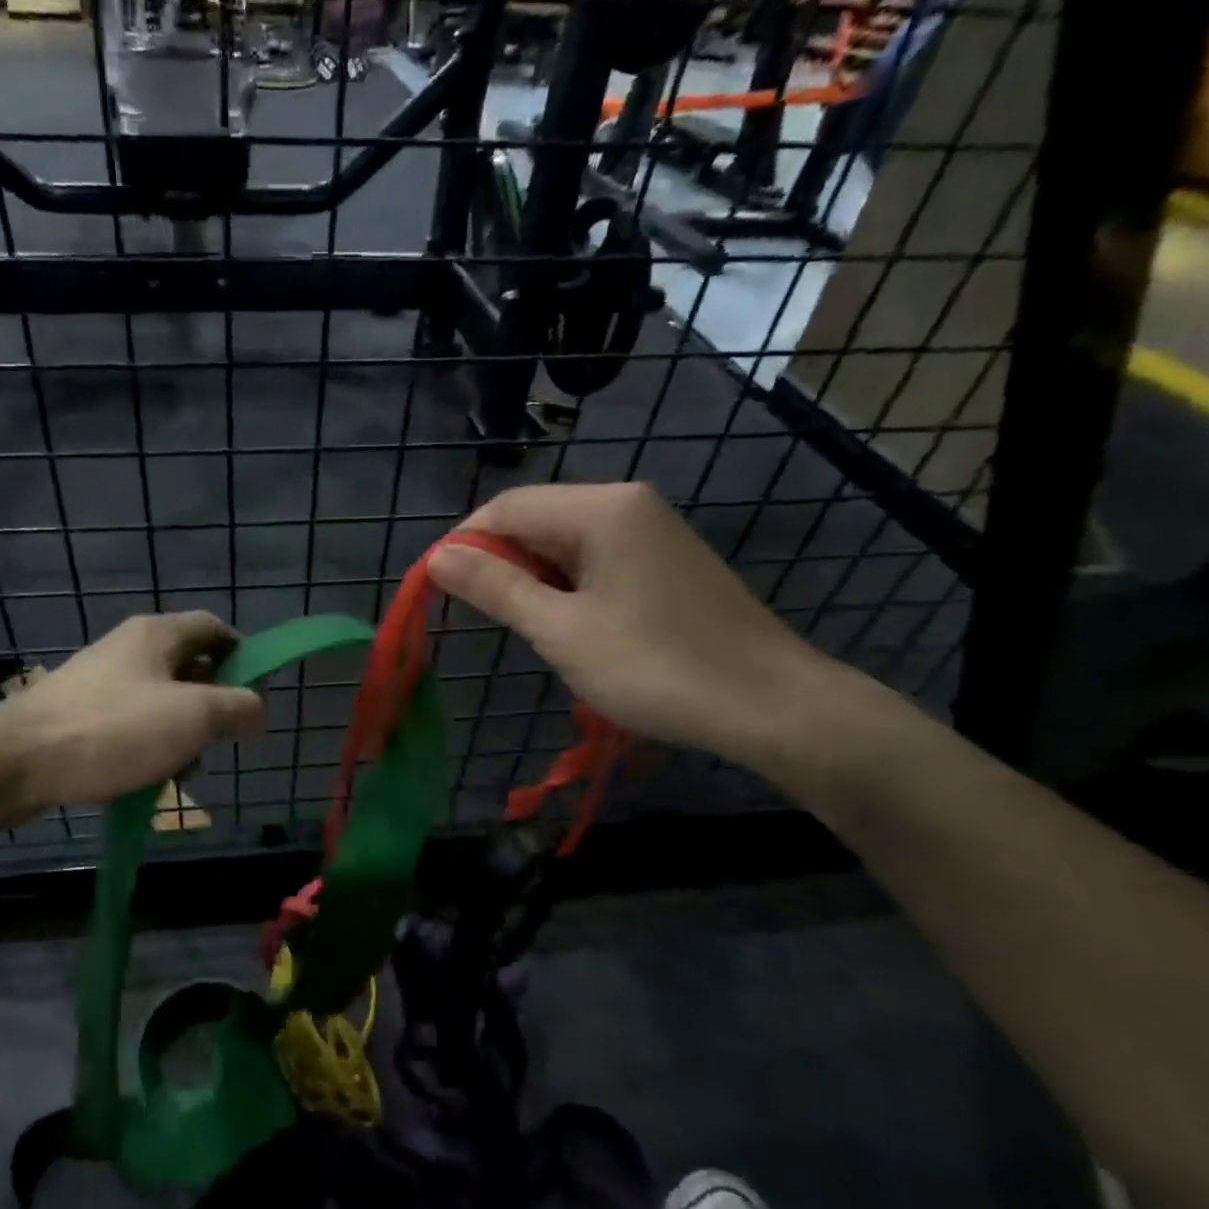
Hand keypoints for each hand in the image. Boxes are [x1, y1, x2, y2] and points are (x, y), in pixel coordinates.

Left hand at [0, 612, 265, 810]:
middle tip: (219, 739)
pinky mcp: (80, 714)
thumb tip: (258, 709)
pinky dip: (149, 745)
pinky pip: (131, 723)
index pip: (215, 628)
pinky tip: (146, 777)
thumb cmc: (115, 730)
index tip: (254, 695)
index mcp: (157, 634)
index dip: (242, 655)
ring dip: (181, 732)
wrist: (18, 761)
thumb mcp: (193, 716)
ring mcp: (101, 681)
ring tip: (182, 769)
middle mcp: (129, 648)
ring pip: (161, 700)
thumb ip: (237, 707)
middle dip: (212, 704)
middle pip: (189, 666)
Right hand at [428, 483, 843, 769]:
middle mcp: (627, 503)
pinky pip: (595, 556)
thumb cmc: (656, 667)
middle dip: (499, 562)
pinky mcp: (666, 558)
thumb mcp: (561, 631)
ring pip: (563, 540)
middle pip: (536, 518)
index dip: (463, 545)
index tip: (436, 590)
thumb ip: (495, 587)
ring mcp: (651, 528)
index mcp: (600, 508)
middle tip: (485, 617)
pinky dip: (567, 584)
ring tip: (527, 627)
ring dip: (532, 577)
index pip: (506, 508)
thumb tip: (436, 557)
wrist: (772, 705)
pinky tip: (570, 623)